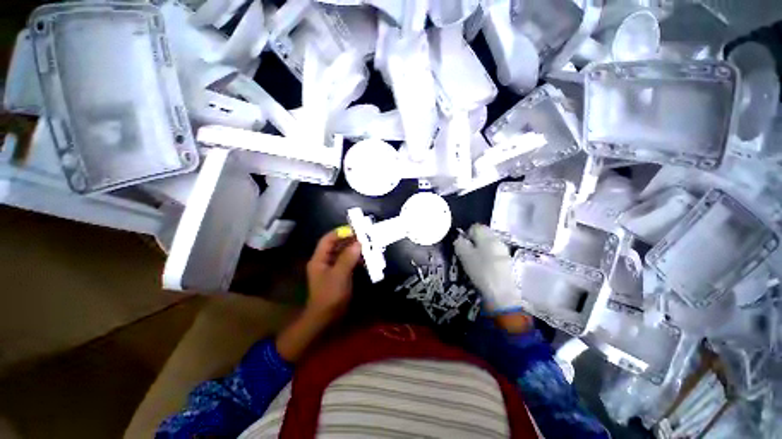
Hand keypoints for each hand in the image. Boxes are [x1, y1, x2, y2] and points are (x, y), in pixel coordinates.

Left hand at [305, 229, 361, 321]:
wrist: (326, 318)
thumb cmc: (330, 295)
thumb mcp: (339, 275)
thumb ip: (348, 258)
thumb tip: (358, 243)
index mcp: (319, 259)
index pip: (328, 239)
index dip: (340, 232)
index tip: (355, 229)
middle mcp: (325, 261)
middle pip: (337, 245)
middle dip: (350, 240)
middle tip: (364, 236)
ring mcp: (332, 268)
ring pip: (343, 253)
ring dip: (354, 249)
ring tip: (367, 246)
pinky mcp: (339, 275)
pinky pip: (348, 262)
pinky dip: (356, 259)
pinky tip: (365, 258)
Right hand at [454, 224, 522, 314]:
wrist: (502, 293)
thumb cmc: (481, 271)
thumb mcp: (464, 255)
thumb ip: (460, 243)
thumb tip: (459, 239)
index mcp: (487, 237)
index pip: (475, 226)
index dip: (466, 234)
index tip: (462, 245)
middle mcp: (498, 240)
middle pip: (483, 234)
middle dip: (474, 241)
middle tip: (467, 253)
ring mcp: (504, 251)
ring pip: (489, 244)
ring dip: (481, 249)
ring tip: (475, 262)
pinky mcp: (507, 261)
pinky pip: (494, 253)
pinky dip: (488, 257)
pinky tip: (484, 268)